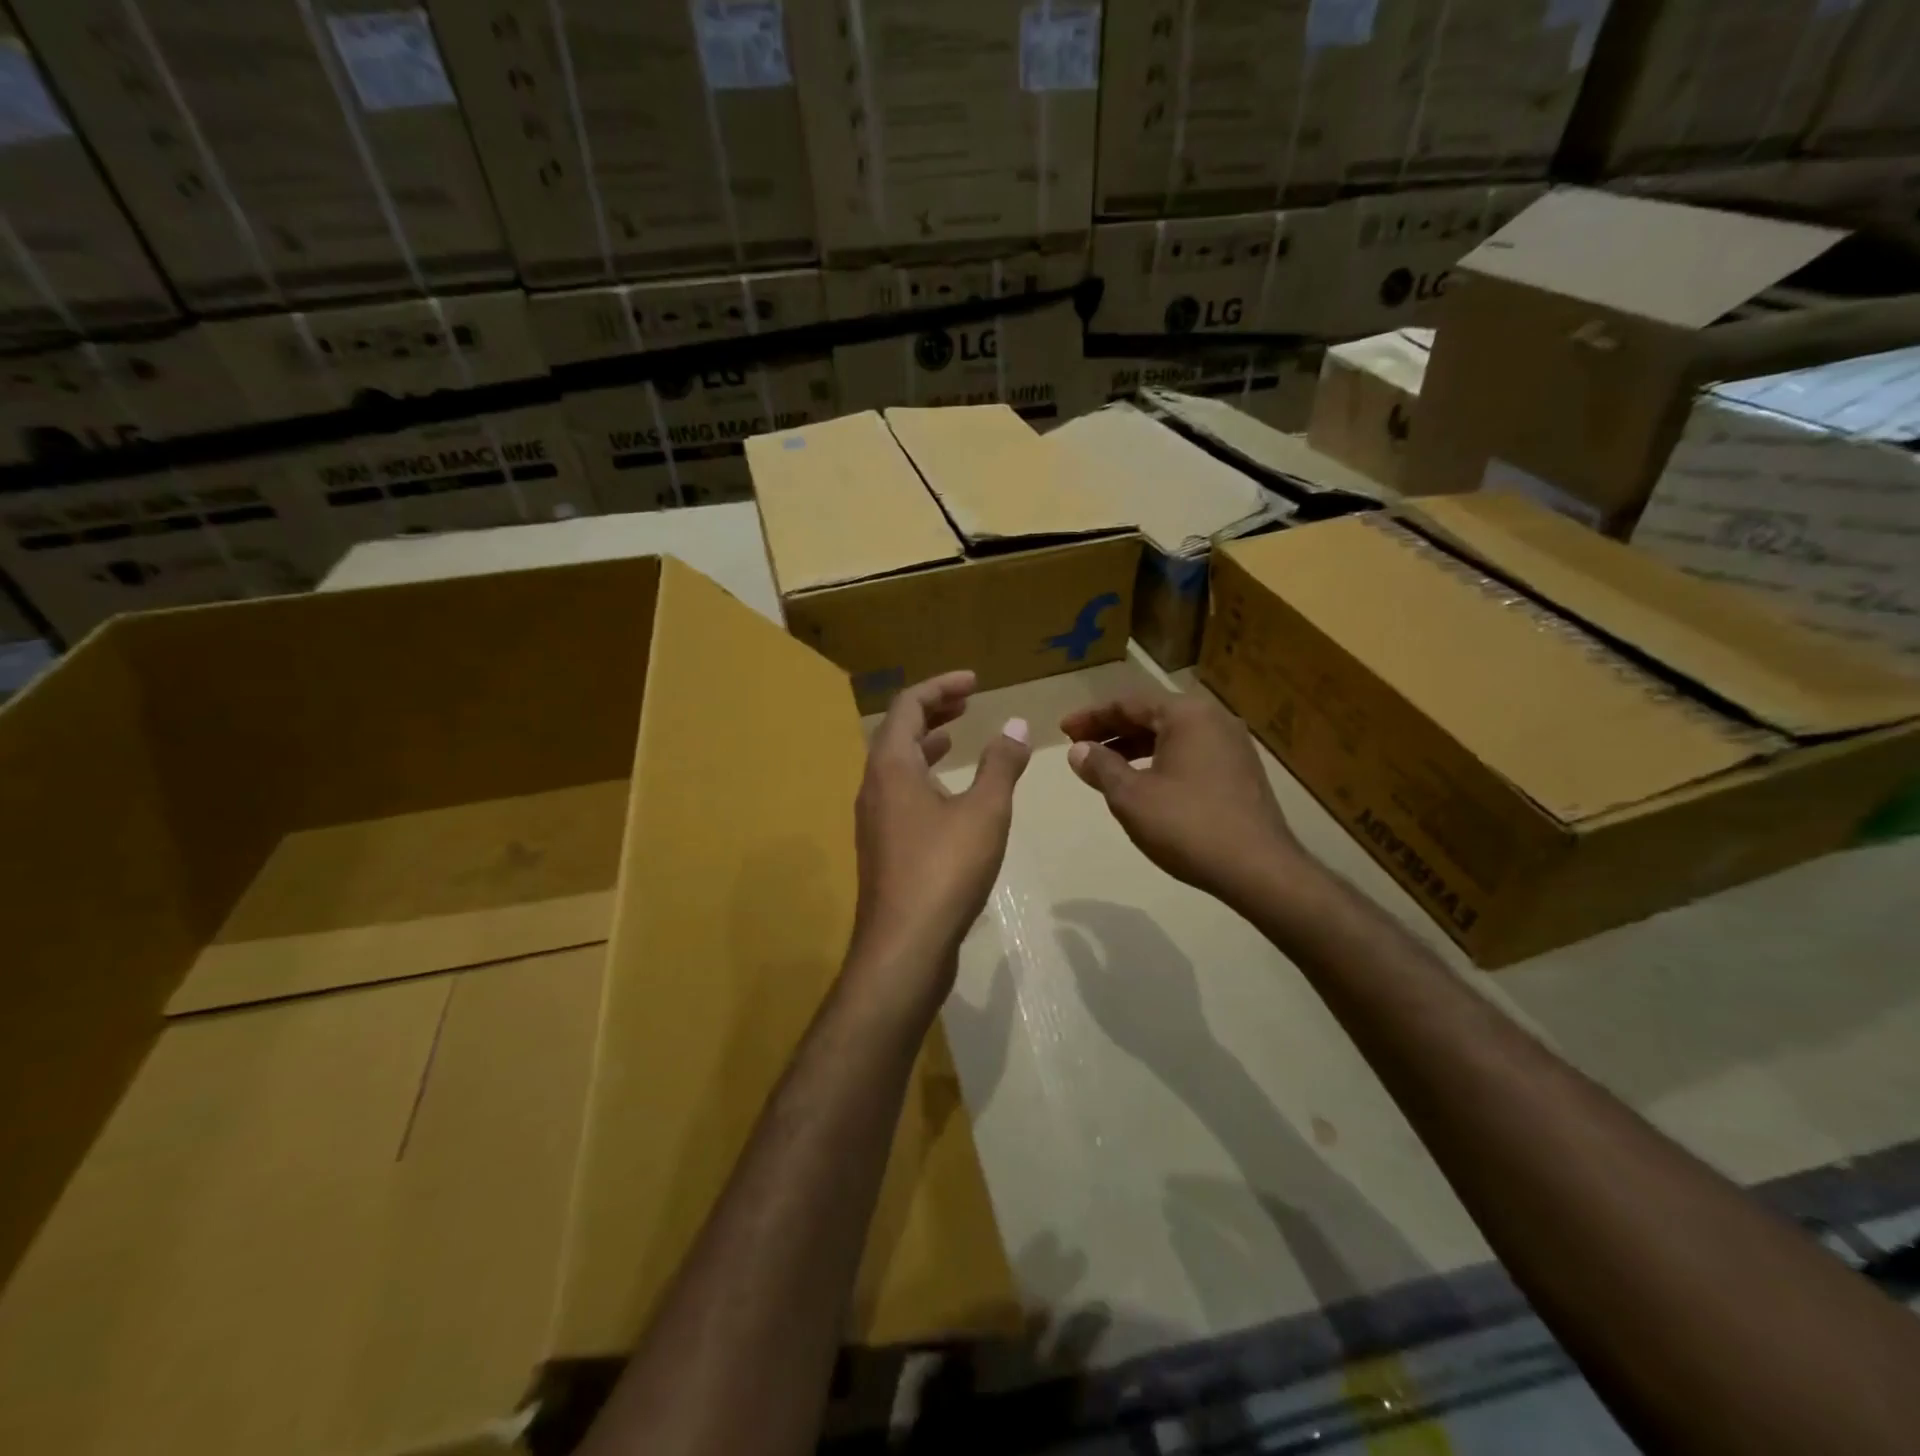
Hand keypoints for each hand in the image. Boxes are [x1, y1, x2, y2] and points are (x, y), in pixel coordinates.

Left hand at [849, 671, 1031, 1005]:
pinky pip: (901, 795)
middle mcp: (874, 787)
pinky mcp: (883, 849)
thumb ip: (1001, 765)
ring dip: (926, 746)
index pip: (909, 706)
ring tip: (957, 739)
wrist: (904, 947)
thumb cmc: (944, 870)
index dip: (941, 686)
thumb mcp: (984, 812)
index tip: (975, 682)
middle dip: (933, 712)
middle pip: (898, 732)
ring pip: (897, 767)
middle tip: (966, 702)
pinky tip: (950, 797)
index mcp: (891, 767)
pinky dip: (925, 778)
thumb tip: (1017, 724)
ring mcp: (875, 820)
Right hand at [1060, 690, 1308, 910]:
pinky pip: (1190, 752)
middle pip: (1152, 714)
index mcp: (1187, 714)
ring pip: (1172, 735)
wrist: (1258, 869)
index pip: (1129, 703)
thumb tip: (1078, 750)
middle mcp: (1213, 719)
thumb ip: (1101, 767)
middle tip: (1079, 746)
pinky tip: (1144, 782)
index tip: (1063, 731)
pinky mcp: (1241, 771)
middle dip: (1112, 730)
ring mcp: (1232, 745)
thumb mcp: (1131, 797)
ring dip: (1135, 746)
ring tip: (1105, 765)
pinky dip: (1160, 759)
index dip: (1091, 717)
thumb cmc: (1187, 825)